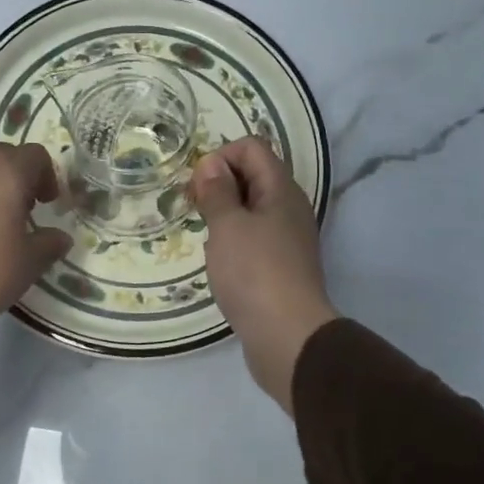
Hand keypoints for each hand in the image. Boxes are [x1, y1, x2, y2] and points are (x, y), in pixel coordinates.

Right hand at [191, 137, 337, 411]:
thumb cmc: (254, 273)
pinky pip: (255, 239)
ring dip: (225, 215)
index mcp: (281, 190)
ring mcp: (288, 240)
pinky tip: (220, 262)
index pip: (252, 147)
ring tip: (204, 236)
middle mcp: (289, 209)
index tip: (197, 186)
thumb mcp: (227, 226)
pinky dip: (234, 241)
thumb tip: (211, 164)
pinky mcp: (281, 268)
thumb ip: (217, 192)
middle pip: (253, 176)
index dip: (221, 156)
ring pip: (252, 210)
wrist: (287, 336)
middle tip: (193, 209)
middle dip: (219, 184)